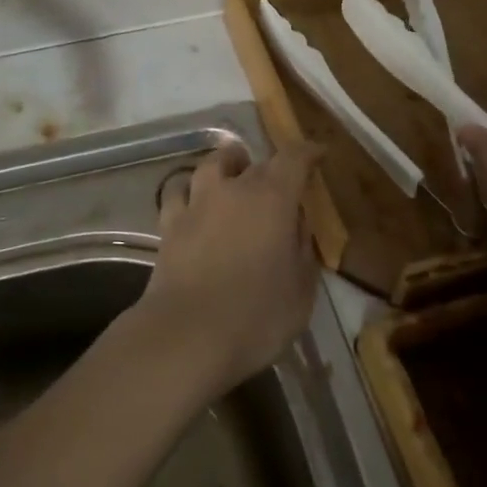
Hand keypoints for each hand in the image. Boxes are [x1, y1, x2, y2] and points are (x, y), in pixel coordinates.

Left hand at [134, 141, 324, 396]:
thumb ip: (303, 249)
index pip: (293, 158)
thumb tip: (296, 223)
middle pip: (254, 162)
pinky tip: (194, 202)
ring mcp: (197, 202)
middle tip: (280, 186)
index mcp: (272, 199)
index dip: (307, 152)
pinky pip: (179, 191)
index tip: (317, 154)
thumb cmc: (256, 316)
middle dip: (270, 168)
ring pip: (211, 164)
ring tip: (233, 177)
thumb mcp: (301, 290)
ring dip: (226, 166)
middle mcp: (233, 189)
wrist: (188, 334)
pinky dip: (190, 190)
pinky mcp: (169, 223)